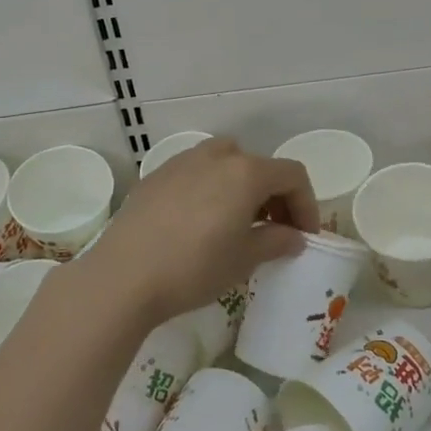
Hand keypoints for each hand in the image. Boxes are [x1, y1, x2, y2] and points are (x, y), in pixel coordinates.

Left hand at [85, 138, 318, 324]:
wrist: (123, 275)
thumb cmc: (194, 267)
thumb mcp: (244, 259)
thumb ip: (276, 241)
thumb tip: (293, 237)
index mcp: (246, 171)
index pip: (292, 175)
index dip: (306, 204)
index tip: (304, 235)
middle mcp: (217, 155)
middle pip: (259, 165)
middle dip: (274, 195)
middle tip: (274, 229)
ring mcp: (183, 161)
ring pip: (225, 163)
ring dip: (240, 188)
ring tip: (236, 223)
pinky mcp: (156, 175)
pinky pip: (196, 173)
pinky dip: (210, 189)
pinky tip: (198, 223)